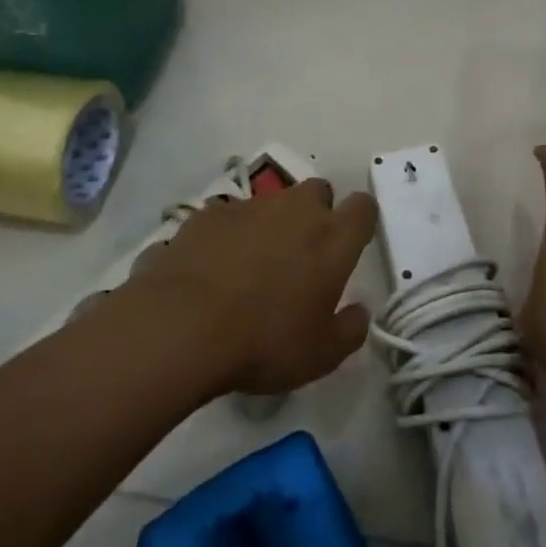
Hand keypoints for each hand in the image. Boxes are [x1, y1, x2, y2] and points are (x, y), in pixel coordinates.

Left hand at [126, 179, 376, 396]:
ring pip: (271, 203)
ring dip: (269, 225)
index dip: (360, 220)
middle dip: (315, 213)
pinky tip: (210, 270)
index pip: (363, 208)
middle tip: (302, 254)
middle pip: (318, 191)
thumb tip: (358, 312)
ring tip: (249, 268)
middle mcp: (295, 209)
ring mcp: (249, 206)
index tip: (351, 242)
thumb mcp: (321, 355)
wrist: (182, 326)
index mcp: (332, 238)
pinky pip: (227, 218)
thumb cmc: (264, 341)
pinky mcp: (207, 214)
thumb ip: (349, 329)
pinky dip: (226, 236)